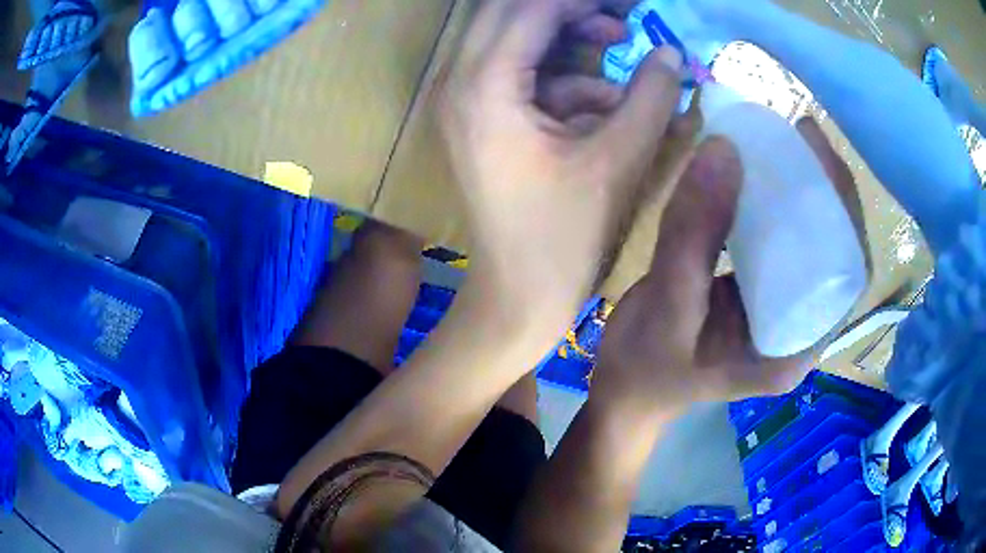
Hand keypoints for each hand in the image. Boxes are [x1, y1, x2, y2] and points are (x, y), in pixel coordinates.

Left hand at [439, 0, 685, 333]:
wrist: (517, 298)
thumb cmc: (564, 238)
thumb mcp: (617, 160)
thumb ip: (650, 97)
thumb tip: (671, 53)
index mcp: (485, 88)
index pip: (530, 9)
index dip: (581, 0)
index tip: (627, 3)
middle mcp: (460, 85)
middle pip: (510, 13)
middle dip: (569, 10)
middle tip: (620, 15)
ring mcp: (464, 103)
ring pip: (515, 41)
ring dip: (568, 40)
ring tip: (619, 46)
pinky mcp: (479, 120)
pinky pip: (521, 77)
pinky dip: (562, 78)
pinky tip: (603, 103)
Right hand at [593, 118, 858, 415]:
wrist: (626, 388)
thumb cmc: (644, 365)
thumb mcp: (667, 301)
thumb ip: (695, 231)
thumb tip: (724, 146)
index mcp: (793, 351)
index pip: (845, 278)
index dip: (845, 214)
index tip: (819, 154)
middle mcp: (800, 331)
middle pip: (837, 254)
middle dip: (829, 191)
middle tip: (803, 134)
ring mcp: (782, 313)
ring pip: (813, 245)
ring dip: (807, 192)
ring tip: (787, 142)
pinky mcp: (763, 296)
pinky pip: (783, 244)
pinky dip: (777, 204)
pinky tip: (761, 172)